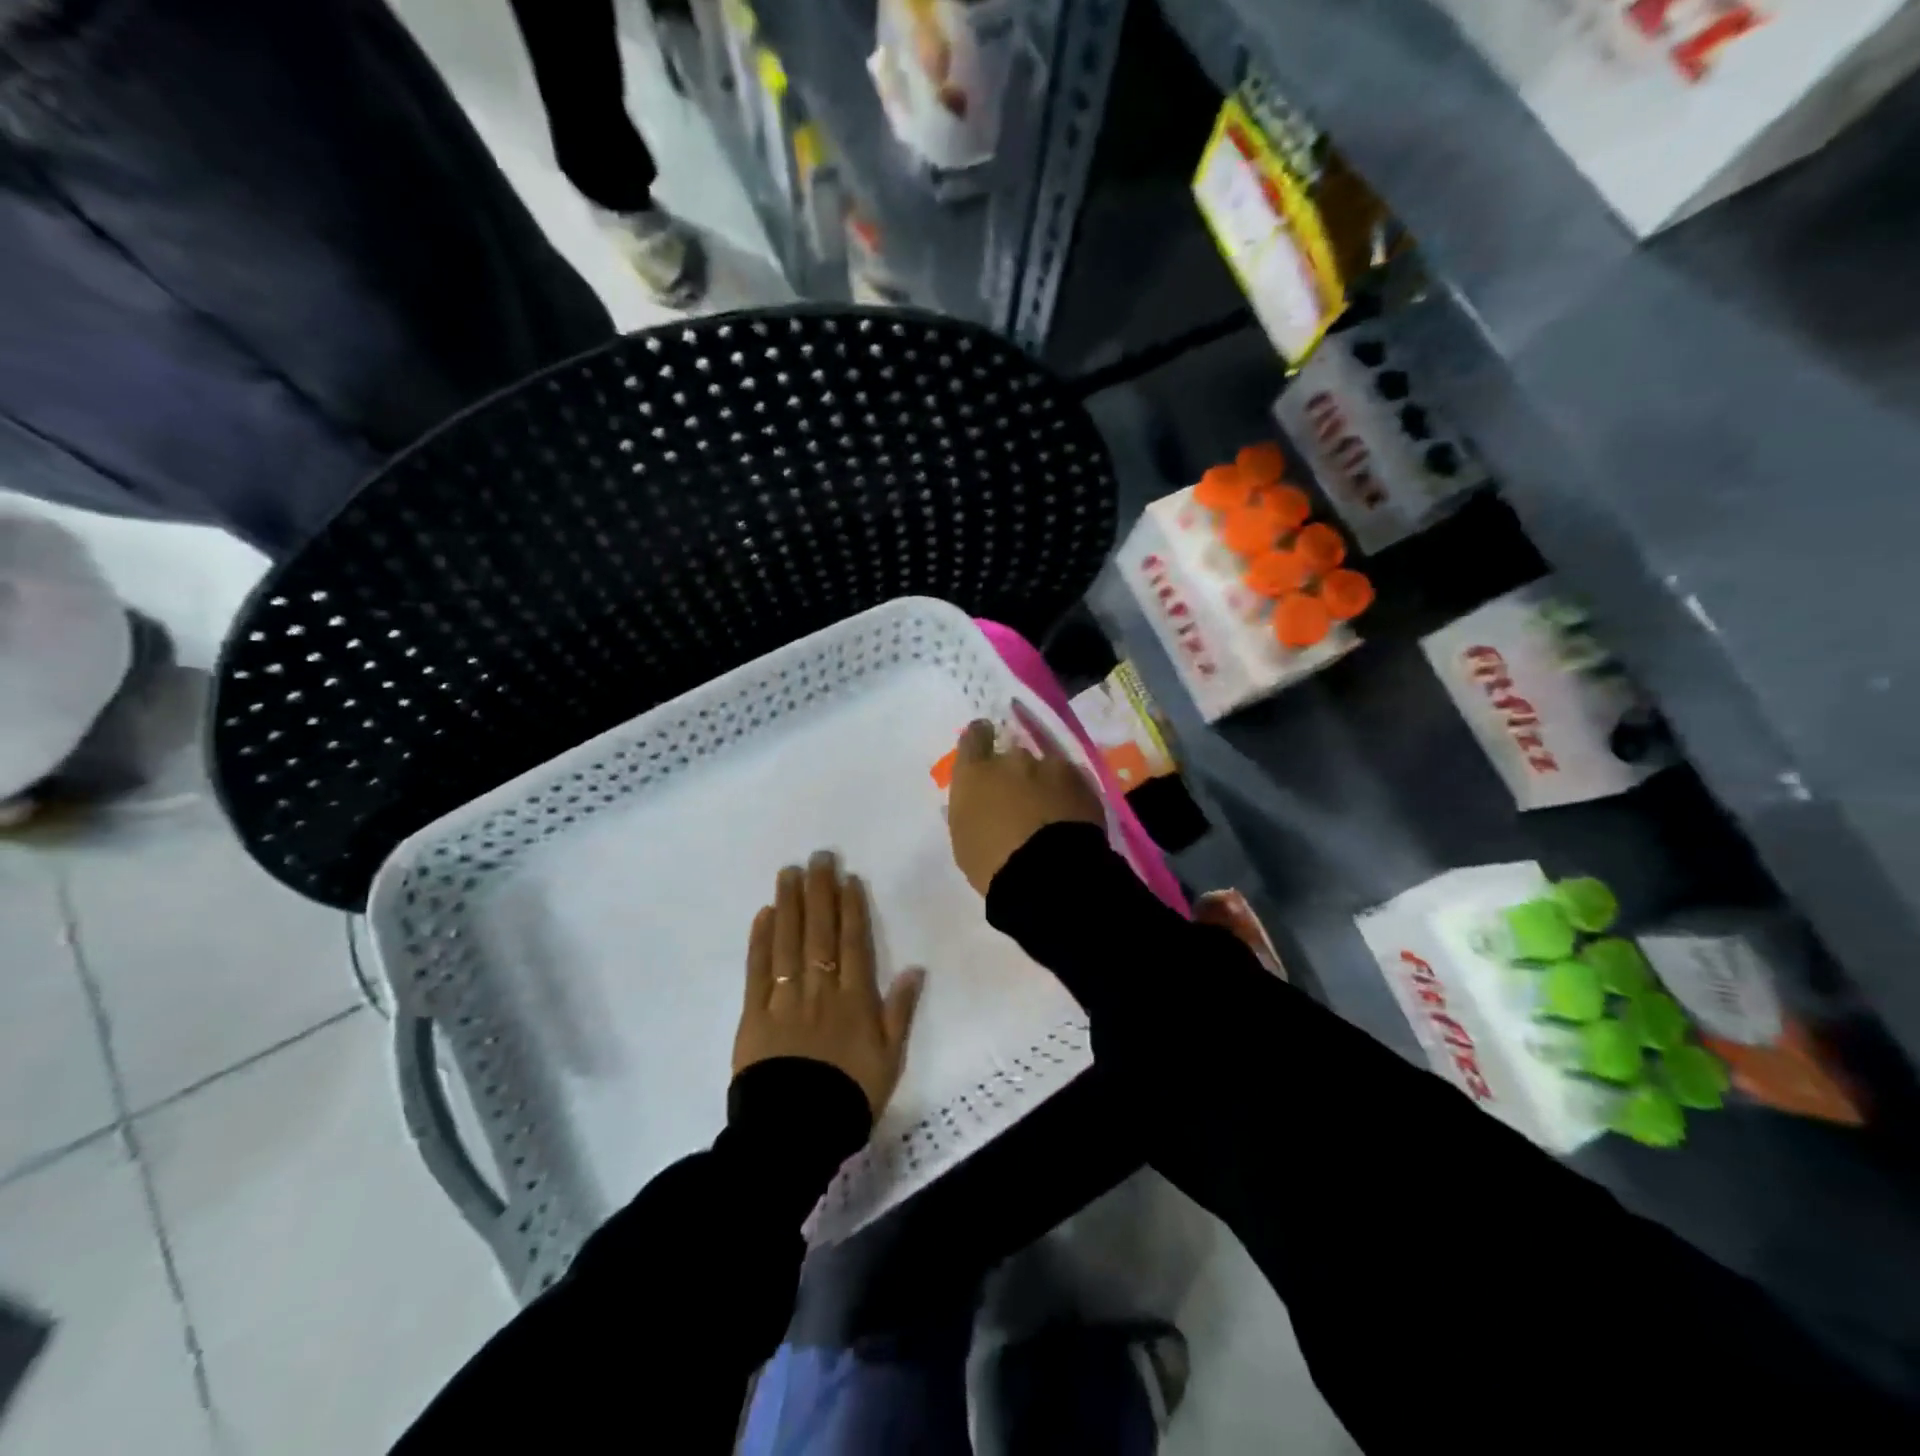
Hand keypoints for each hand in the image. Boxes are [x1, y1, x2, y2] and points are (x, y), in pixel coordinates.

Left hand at [733, 851, 924, 1116]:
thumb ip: (900, 1012)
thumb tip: (915, 968)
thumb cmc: (848, 1096)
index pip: (853, 943)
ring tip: (789, 872)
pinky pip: (758, 970)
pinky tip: (764, 914)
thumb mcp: (889, 1059)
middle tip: (818, 857)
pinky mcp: (754, 1014)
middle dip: (820, 892)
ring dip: (790, 904)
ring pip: (789, 942)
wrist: (795, 1133)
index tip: (847, 878)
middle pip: (820, 932)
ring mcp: (785, 999)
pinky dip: (761, 940)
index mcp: (854, 1000)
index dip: (851, 908)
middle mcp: (821, 990)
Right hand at [947, 708, 1103, 895]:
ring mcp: (1050, 767)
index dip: (980, 737)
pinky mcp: (1082, 781)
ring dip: (1044, 783)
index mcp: (976, 773)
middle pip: (1012, 756)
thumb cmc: (992, 863)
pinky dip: (1068, 794)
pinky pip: (1071, 781)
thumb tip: (979, 800)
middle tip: (1019, 801)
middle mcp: (1012, 760)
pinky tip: (1069, 817)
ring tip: (1049, 813)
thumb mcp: (964, 838)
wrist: (1047, 874)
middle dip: (1014, 773)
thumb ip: (969, 807)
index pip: (975, 737)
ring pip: (1045, 768)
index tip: (985, 743)